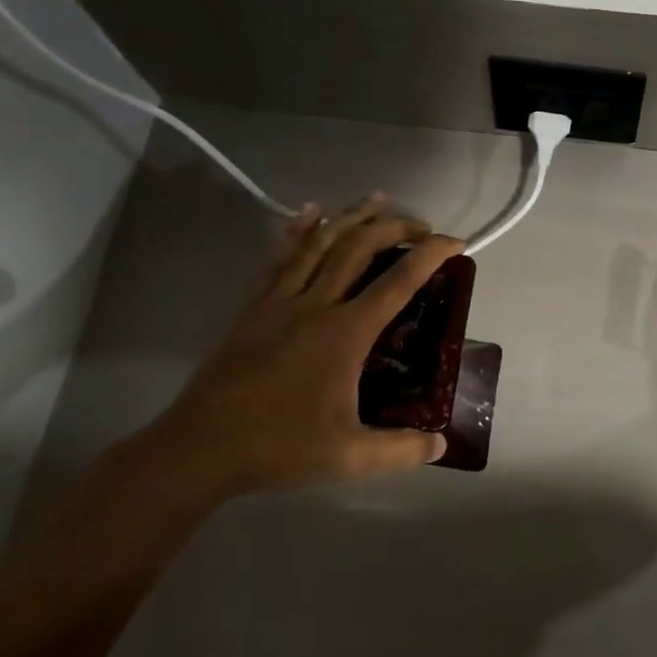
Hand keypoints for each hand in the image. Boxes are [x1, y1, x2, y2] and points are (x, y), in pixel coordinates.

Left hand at [126, 194, 463, 504]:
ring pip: (320, 243)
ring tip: (378, 199)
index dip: (431, 255)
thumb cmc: (279, 447)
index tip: (456, 242)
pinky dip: (298, 229)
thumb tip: (441, 446)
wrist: (200, 447)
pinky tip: (308, 211)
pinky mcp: (253, 307)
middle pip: (359, 248)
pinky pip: (280, 257)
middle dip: (395, 227)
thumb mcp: (350, 457)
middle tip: (422, 225)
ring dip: (352, 216)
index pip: (398, 283)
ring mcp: (279, 301)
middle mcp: (315, 305)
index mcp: (345, 333)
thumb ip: (401, 450)